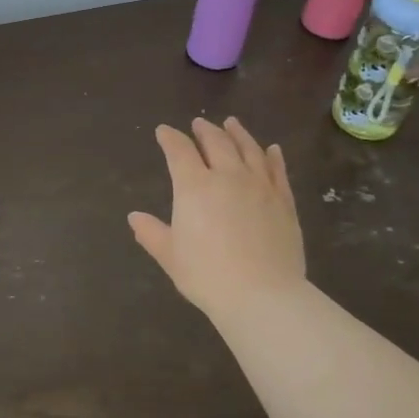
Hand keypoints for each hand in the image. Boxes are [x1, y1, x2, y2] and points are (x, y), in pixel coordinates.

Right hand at [128, 117, 305, 317]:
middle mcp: (228, 176)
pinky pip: (277, 171)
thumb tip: (134, 217)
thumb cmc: (207, 275)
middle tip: (199, 123)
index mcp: (194, 186)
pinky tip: (272, 150)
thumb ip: (152, 233)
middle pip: (216, 142)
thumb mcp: (170, 256)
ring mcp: (260, 186)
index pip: (179, 151)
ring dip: (238, 133)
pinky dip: (273, 157)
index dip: (170, 138)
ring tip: (232, 123)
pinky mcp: (284, 201)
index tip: (164, 131)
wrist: (262, 294)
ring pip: (249, 149)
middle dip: (205, 130)